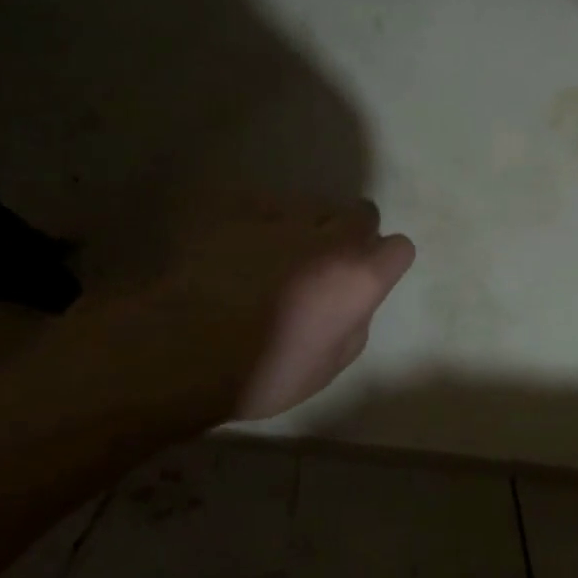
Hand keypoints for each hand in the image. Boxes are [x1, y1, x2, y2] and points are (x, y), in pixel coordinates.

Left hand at [80, 193, 415, 423]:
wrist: (178, 350)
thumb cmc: (263, 372)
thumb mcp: (330, 364)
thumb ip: (354, 321)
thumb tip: (352, 302)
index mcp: (360, 278)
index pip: (399, 248)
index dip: (383, 263)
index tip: (365, 280)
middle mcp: (330, 237)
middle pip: (361, 213)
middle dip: (350, 233)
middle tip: (323, 264)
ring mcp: (281, 216)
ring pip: (310, 206)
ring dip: (303, 227)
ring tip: (270, 256)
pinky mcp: (234, 206)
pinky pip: (260, 205)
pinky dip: (256, 223)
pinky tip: (232, 250)